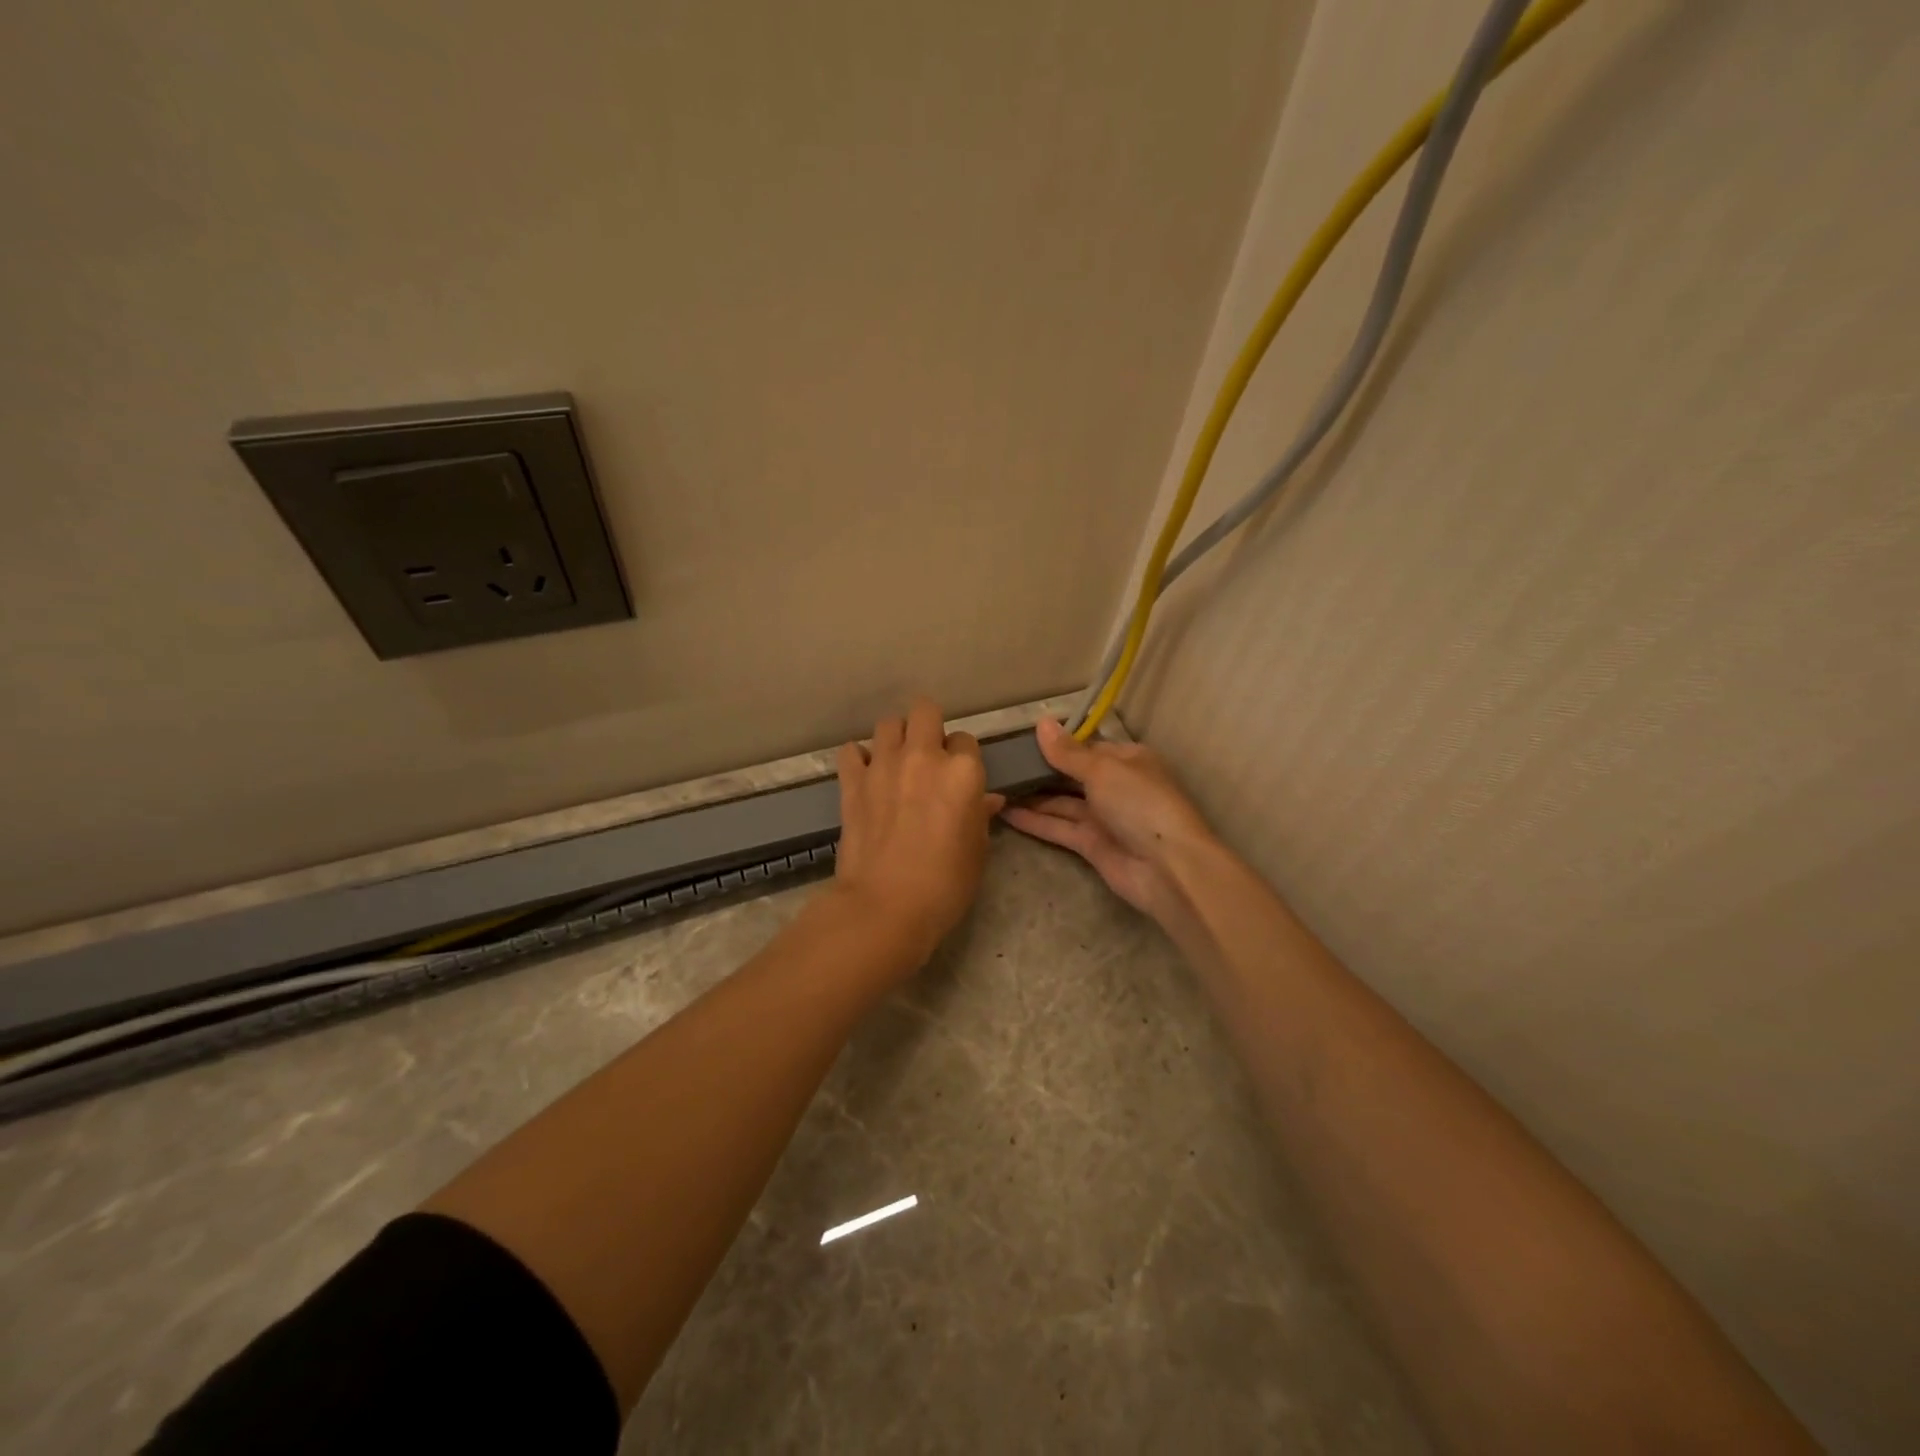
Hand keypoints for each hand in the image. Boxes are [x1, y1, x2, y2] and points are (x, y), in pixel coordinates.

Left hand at [830, 698, 1006, 966]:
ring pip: (887, 723)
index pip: (966, 740)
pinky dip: (858, 758)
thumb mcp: (977, 851)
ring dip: (895, 738)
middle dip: (929, 727)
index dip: (963, 758)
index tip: (958, 778)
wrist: (886, 907)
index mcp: (963, 771)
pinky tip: (865, 775)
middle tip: (928, 757)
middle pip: (925, 711)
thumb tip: (986, 800)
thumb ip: (980, 815)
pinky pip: (850, 751)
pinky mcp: (852, 782)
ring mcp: (883, 765)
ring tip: (896, 763)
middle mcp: (923, 756)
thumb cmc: (945, 885)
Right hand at [1001, 717, 1218, 921]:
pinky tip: (1005, 812)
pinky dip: (1034, 820)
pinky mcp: (1091, 845)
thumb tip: (1042, 722)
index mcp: (1127, 760)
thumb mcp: (1103, 770)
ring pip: (1062, 802)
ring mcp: (1103, 817)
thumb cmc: (1140, 804)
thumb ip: (1067, 752)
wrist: (1167, 868)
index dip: (1056, 745)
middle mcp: (1115, 786)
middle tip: (1001, 764)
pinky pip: (1058, 827)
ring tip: (996, 786)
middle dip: (1041, 770)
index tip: (1021, 741)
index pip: (1087, 747)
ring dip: (1032, 796)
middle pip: (1072, 775)